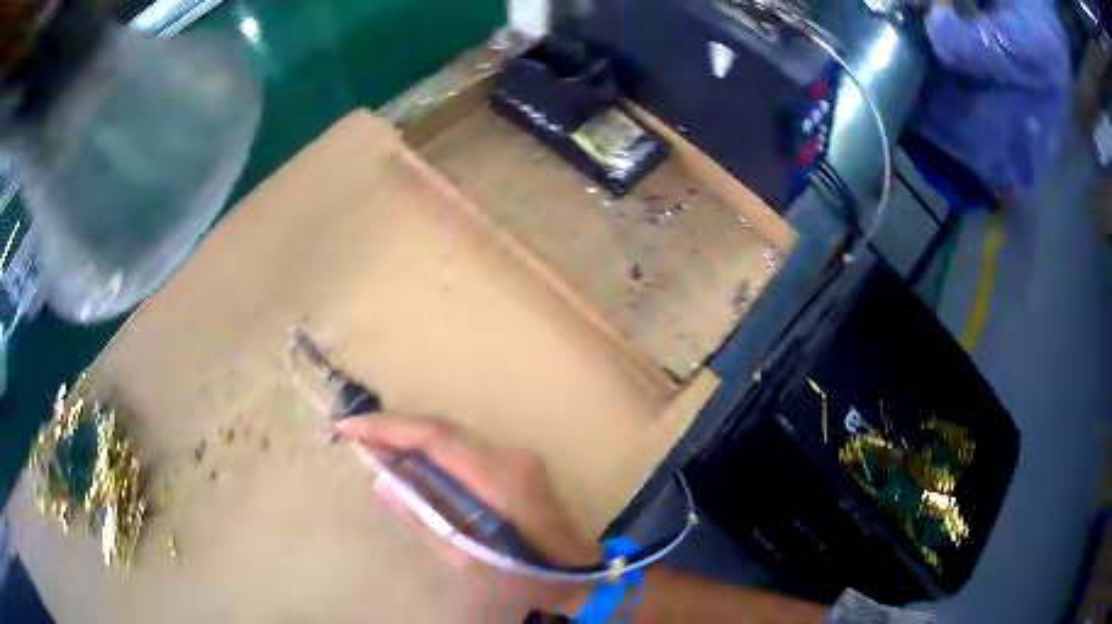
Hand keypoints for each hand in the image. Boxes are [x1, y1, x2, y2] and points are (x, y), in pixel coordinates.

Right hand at [334, 413, 601, 614]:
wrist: (578, 573)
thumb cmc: (524, 575)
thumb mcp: (468, 561)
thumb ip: (423, 520)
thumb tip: (381, 483)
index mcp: (499, 479)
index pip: (435, 437)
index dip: (389, 428)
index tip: (349, 428)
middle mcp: (509, 456)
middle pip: (442, 429)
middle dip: (393, 427)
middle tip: (351, 434)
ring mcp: (516, 456)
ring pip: (451, 434)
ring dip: (409, 436)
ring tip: (370, 444)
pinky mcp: (516, 463)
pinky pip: (462, 447)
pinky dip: (430, 449)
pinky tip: (407, 460)